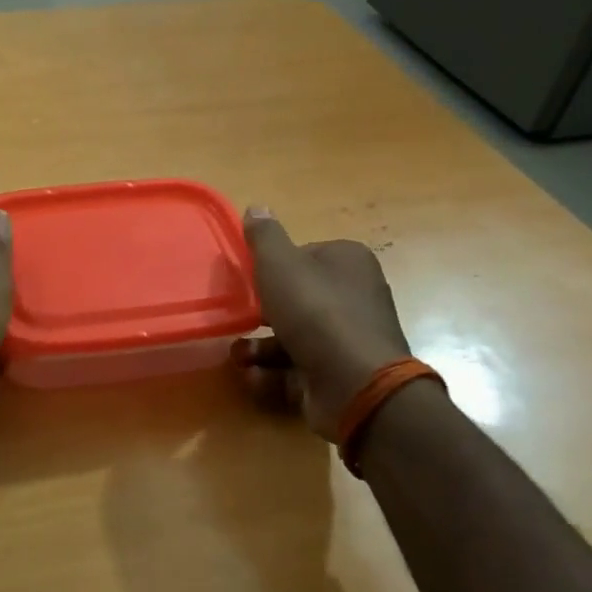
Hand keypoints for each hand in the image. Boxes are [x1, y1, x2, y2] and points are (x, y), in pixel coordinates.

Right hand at [235, 207, 411, 440]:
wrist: (355, 384)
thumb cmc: (315, 312)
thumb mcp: (279, 265)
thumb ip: (264, 237)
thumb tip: (257, 207)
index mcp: (349, 262)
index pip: (304, 256)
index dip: (273, 269)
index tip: (250, 282)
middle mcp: (355, 297)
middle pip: (297, 299)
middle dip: (261, 314)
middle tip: (236, 319)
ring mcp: (349, 340)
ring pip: (294, 337)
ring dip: (259, 348)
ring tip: (238, 357)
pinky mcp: (340, 376)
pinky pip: (299, 369)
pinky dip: (274, 375)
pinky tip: (254, 378)